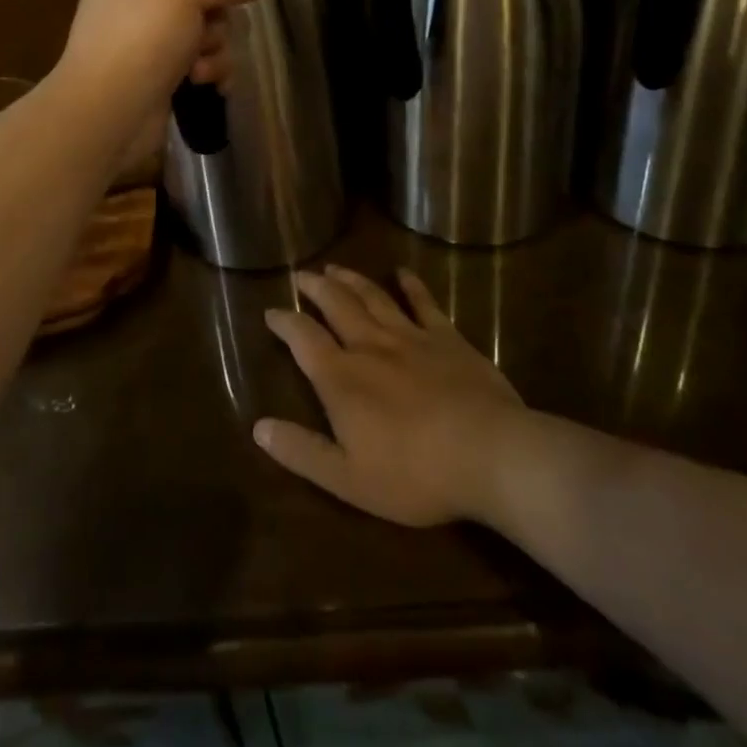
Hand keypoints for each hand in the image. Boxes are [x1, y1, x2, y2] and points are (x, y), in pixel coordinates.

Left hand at [52, 0, 271, 168]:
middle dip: (215, 24)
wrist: (108, 113)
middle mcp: (133, 6)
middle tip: (204, 38)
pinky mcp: (157, 81)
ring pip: (206, 37)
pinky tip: (209, 86)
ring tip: (199, 71)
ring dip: (215, 53)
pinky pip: (200, 67)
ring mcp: (144, 46)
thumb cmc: (140, 37)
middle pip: (202, 3)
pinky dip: (210, 74)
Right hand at [255, 266, 526, 527]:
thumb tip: (258, 427)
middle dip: (314, 287)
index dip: (284, 322)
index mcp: (342, 378)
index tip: (270, 311)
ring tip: (335, 267)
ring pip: (372, 297)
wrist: (488, 453)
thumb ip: (302, 451)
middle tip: (301, 275)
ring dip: (350, 279)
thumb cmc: (414, 474)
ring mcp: (410, 336)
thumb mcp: (348, 479)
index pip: (303, 338)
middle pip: (336, 304)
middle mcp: (370, 345)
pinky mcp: (447, 337)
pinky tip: (403, 273)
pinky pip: (423, 303)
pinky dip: (411, 285)